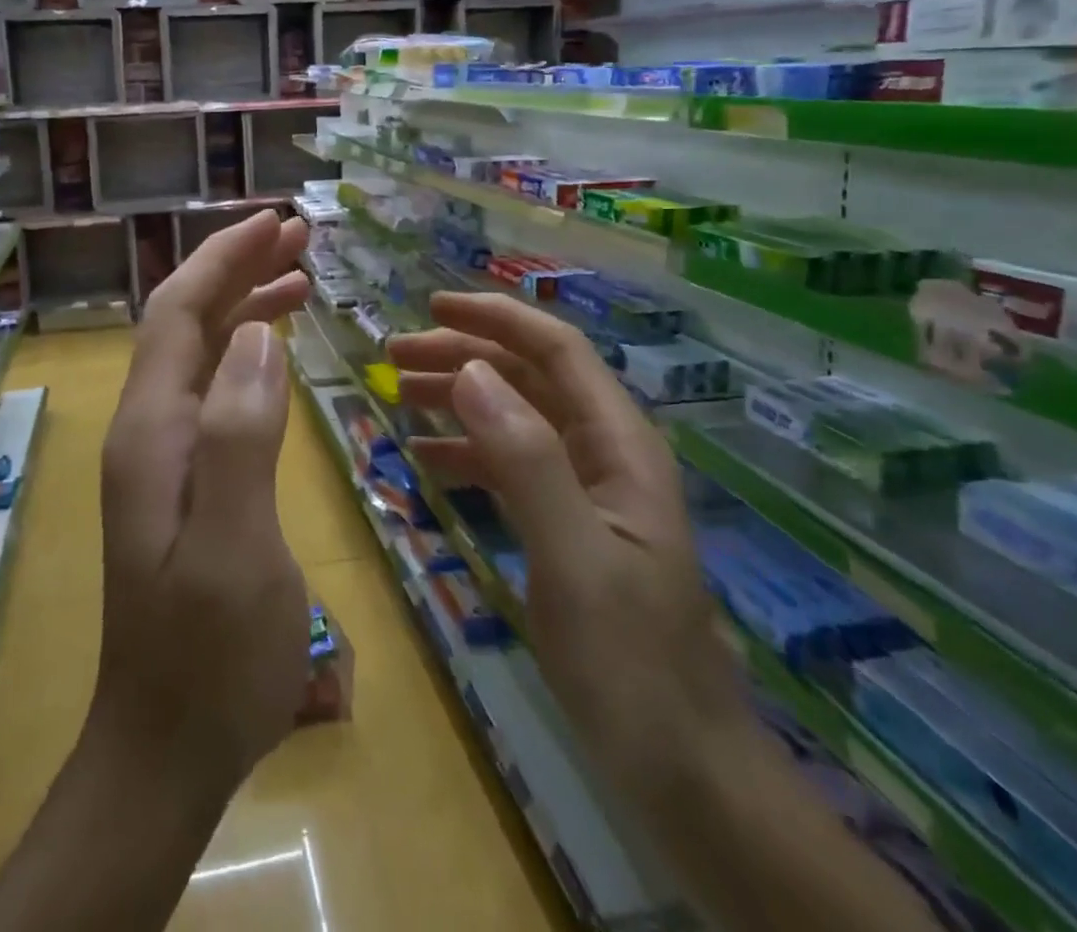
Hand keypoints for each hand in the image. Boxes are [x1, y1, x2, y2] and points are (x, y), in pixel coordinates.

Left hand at [88, 209, 313, 796]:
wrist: (164, 747)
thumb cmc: (208, 655)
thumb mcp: (234, 546)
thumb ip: (240, 434)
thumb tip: (256, 335)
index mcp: (153, 430)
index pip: (178, 311)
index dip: (222, 258)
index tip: (274, 222)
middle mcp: (149, 429)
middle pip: (186, 321)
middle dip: (236, 269)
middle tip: (298, 237)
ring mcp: (162, 456)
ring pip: (200, 353)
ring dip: (243, 306)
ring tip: (300, 278)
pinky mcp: (183, 480)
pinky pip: (214, 391)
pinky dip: (246, 355)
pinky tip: (277, 353)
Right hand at [388, 292, 749, 803]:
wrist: (682, 769)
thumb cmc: (630, 661)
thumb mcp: (573, 554)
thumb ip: (524, 458)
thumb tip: (469, 370)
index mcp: (619, 444)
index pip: (556, 351)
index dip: (496, 319)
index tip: (432, 306)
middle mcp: (604, 453)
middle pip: (529, 378)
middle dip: (464, 355)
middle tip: (394, 355)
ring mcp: (585, 491)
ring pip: (515, 418)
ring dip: (459, 398)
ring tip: (399, 394)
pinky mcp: (566, 526)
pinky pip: (509, 466)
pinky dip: (466, 451)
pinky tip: (426, 457)